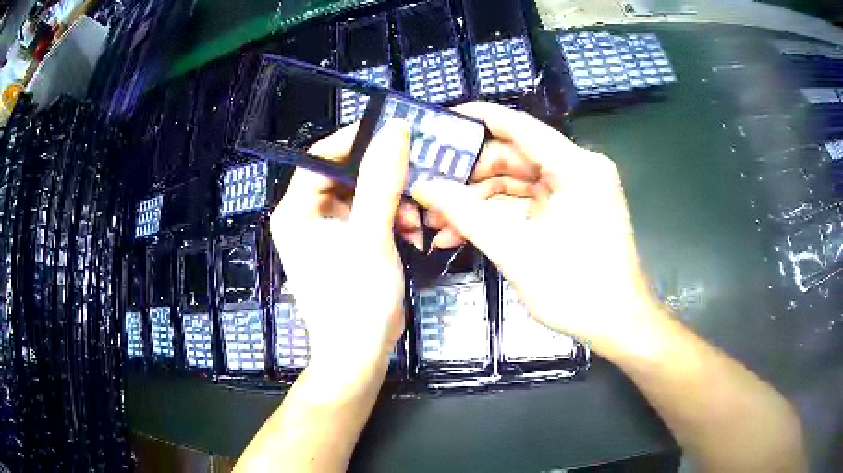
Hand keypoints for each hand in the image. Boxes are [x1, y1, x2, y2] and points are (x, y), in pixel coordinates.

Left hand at [269, 121, 412, 376]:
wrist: (360, 355)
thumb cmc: (356, 299)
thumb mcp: (371, 235)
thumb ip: (381, 180)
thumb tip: (394, 130)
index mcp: (296, 211)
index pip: (320, 157)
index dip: (355, 141)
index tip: (393, 134)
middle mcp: (305, 217)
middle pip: (344, 175)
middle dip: (383, 178)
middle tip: (415, 177)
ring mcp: (325, 233)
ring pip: (362, 196)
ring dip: (392, 202)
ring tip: (416, 218)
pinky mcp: (344, 246)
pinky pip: (368, 217)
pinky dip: (390, 220)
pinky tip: (411, 232)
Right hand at [412, 102, 659, 352]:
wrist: (619, 325)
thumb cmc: (577, 289)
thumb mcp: (517, 251)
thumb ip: (467, 215)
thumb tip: (424, 188)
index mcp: (575, 167)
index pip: (519, 126)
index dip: (477, 119)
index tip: (439, 121)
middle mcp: (577, 170)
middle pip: (513, 158)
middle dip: (468, 177)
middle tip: (428, 189)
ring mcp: (574, 193)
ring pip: (515, 185)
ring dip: (477, 203)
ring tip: (436, 222)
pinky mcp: (569, 213)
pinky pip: (526, 206)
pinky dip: (497, 218)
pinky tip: (461, 234)